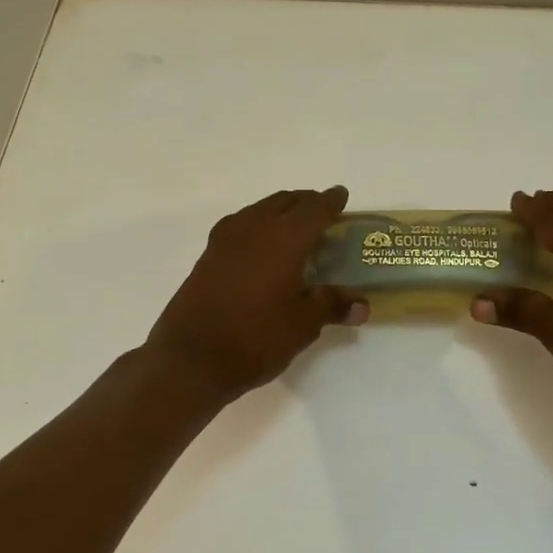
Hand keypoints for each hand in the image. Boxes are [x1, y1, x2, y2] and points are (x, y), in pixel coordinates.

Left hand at [146, 187, 367, 401]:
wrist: (191, 357)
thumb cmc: (256, 338)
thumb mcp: (302, 325)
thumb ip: (331, 306)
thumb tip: (362, 305)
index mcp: (285, 238)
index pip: (315, 209)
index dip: (331, 201)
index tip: (341, 195)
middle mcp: (256, 227)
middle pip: (286, 201)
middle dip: (306, 202)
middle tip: (322, 211)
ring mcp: (227, 238)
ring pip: (261, 209)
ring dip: (281, 209)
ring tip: (294, 225)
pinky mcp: (209, 254)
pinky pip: (242, 223)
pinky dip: (259, 223)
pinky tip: (261, 244)